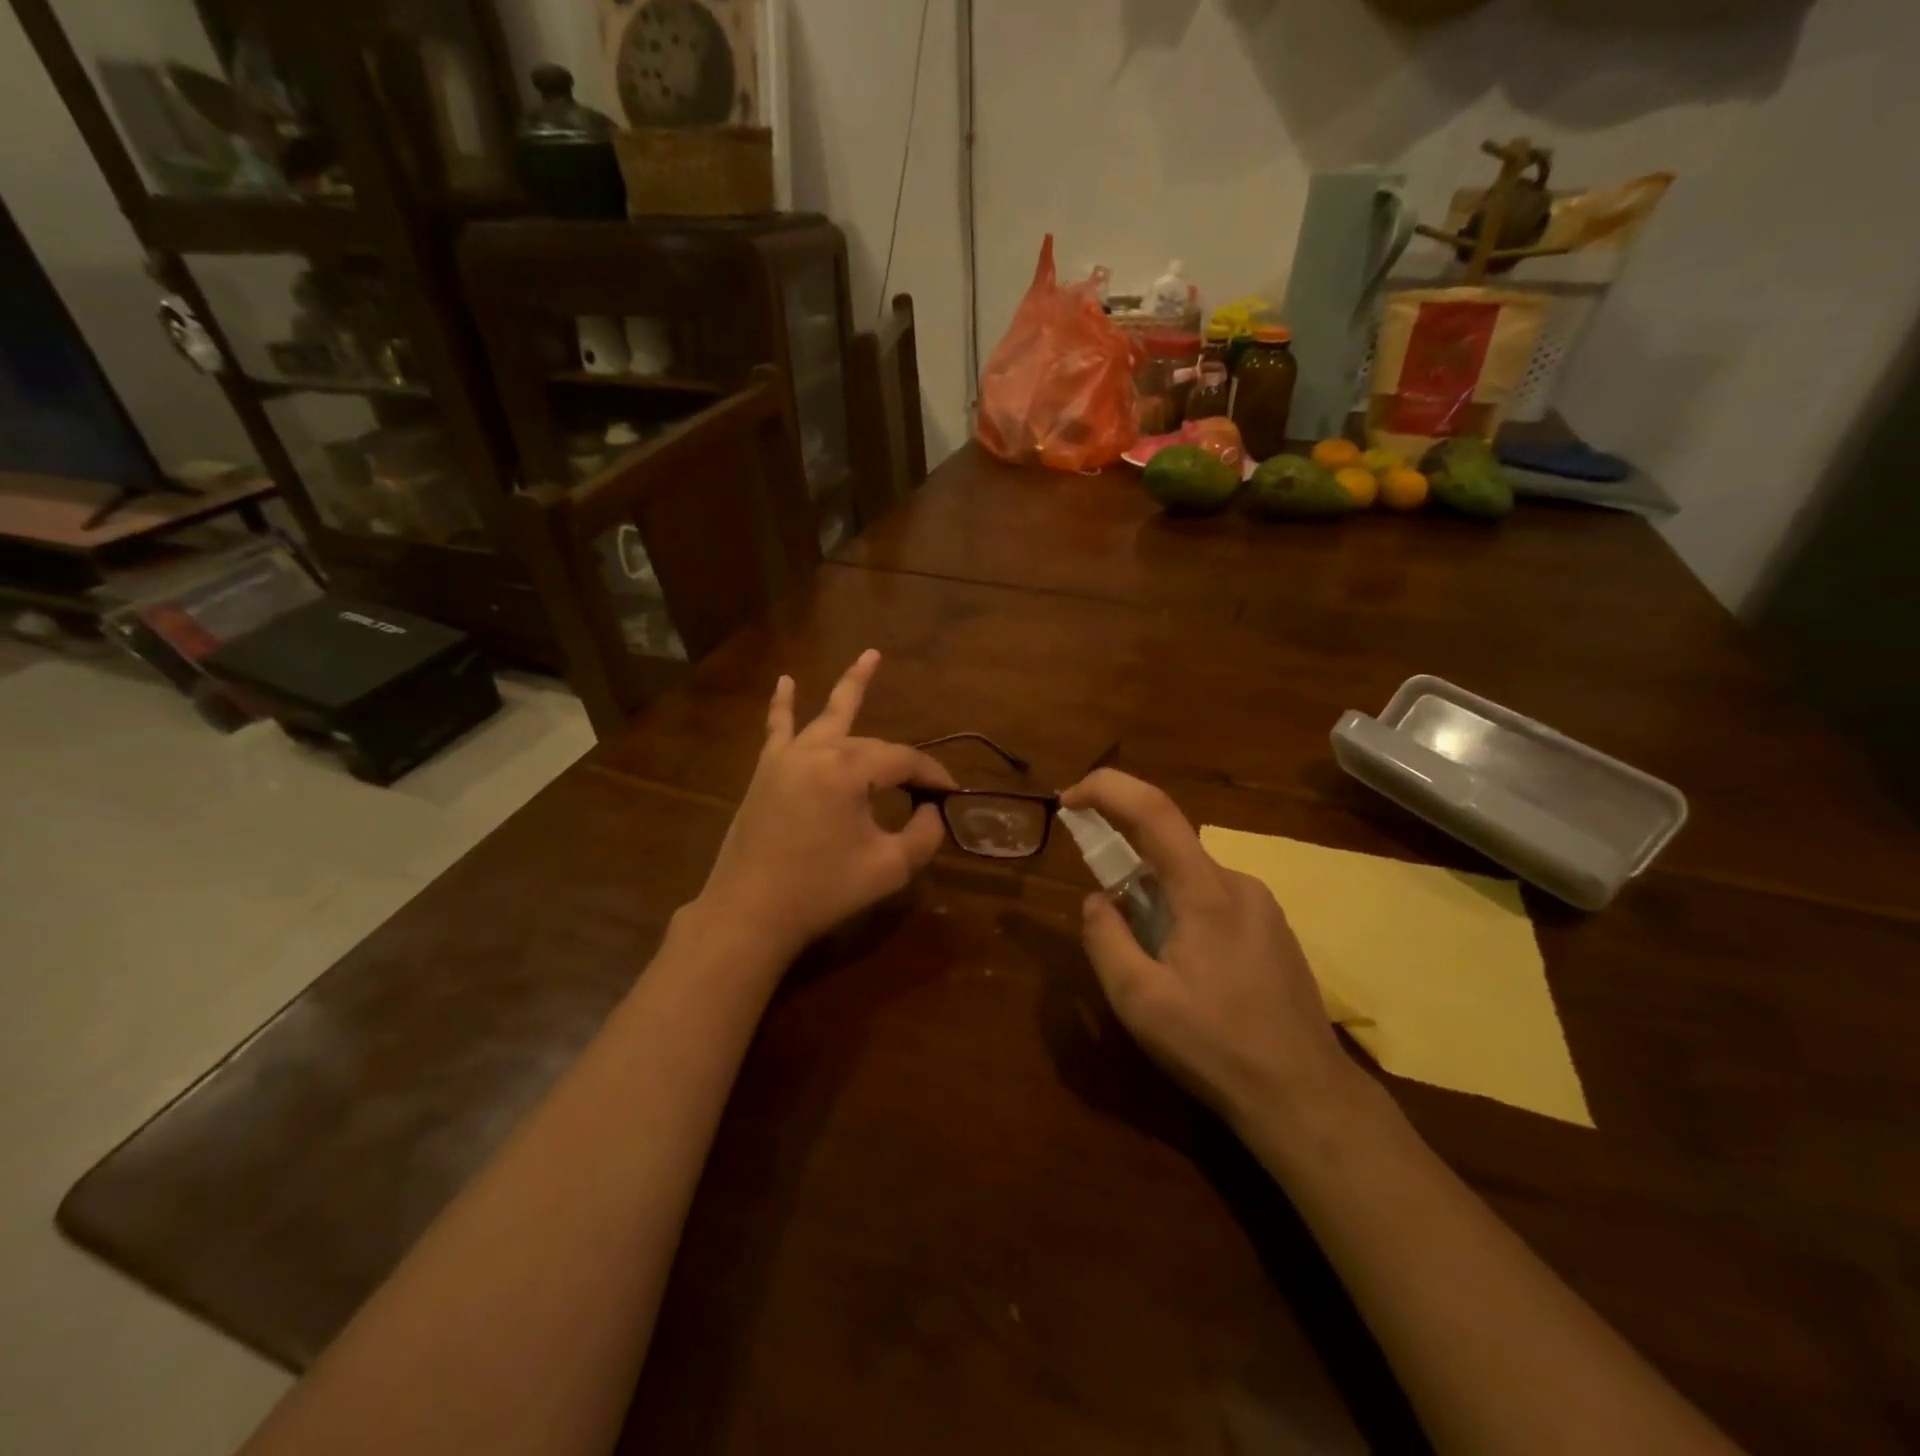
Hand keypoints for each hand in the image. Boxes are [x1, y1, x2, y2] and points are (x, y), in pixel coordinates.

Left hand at [692, 650, 956, 963]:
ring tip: (871, 655)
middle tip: (927, 786)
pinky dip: (782, 705)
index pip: (904, 761)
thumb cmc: (821, 892)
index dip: (933, 776)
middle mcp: (817, 751)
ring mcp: (786, 757)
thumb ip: (924, 835)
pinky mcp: (766, 772)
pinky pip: (777, 729)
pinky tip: (784, 682)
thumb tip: (931, 811)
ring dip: (851, 686)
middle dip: (902, 761)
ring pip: (827, 716)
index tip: (953, 795)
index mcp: (848, 770)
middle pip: (872, 744)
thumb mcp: (889, 868)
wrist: (748, 913)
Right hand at [1060, 769, 1359, 1126]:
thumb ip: (1105, 938)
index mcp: (1206, 891)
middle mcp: (1238, 883)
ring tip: (1148, 960)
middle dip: (1124, 862)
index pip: (1153, 810)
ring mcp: (1262, 906)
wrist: (1305, 1097)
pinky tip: (1185, 970)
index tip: (1068, 801)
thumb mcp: (1138, 1000)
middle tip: (1104, 914)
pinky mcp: (1273, 930)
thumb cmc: (1215, 1047)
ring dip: (1154, 897)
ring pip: (1190, 878)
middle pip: (1169, 847)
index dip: (1106, 789)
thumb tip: (1097, 900)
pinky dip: (1181, 912)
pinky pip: (1213, 901)